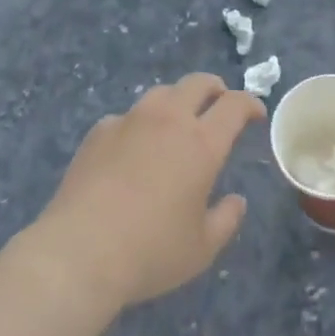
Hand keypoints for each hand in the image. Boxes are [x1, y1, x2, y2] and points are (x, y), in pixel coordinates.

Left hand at [25, 74, 264, 312]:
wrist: (79, 252)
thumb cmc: (150, 252)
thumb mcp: (201, 249)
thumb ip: (226, 220)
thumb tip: (236, 201)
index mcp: (202, 143)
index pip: (235, 105)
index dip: (250, 104)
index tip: (255, 114)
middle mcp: (169, 120)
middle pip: (198, 83)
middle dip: (215, 89)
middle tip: (219, 106)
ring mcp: (131, 120)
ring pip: (162, 93)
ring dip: (178, 101)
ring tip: (176, 123)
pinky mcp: (100, 131)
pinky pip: (128, 116)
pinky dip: (139, 125)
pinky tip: (133, 149)